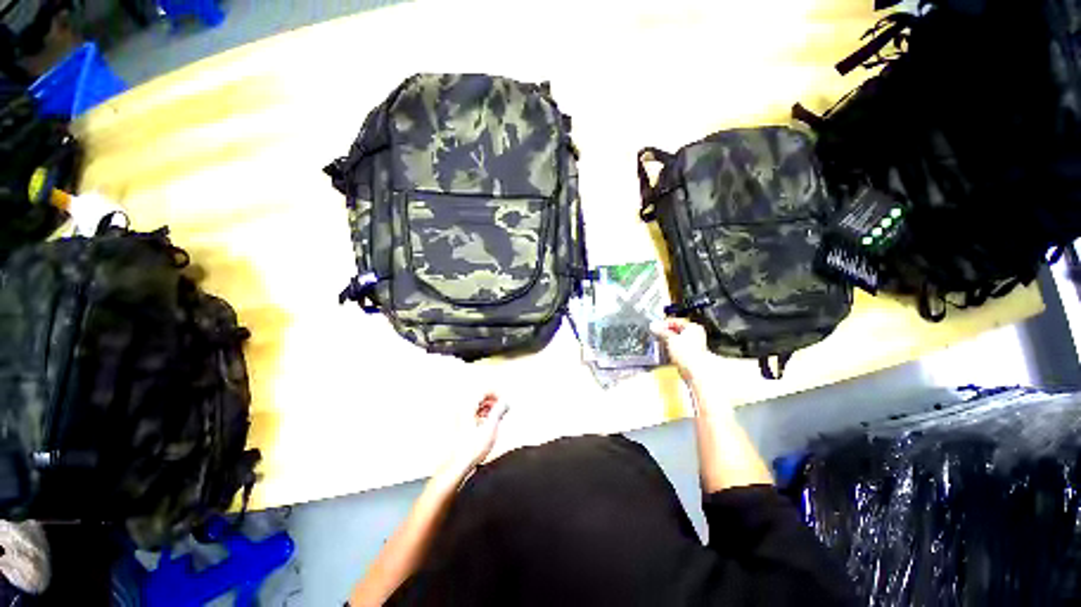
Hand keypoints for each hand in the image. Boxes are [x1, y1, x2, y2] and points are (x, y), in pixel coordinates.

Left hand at [446, 394, 508, 474]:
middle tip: (503, 408)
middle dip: (494, 400)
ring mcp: (459, 417)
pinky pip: (474, 413)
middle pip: (481, 396)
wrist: (457, 465)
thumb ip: (499, 411)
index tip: (505, 400)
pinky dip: (483, 414)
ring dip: (489, 408)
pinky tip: (488, 424)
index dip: (498, 393)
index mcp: (467, 405)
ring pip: (477, 405)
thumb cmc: (470, 449)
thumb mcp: (491, 427)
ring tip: (497, 417)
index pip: (485, 389)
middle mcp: (461, 408)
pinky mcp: (460, 425)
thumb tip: (505, 401)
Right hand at [651, 318, 710, 381]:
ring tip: (660, 342)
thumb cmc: (687, 352)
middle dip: (666, 332)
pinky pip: (679, 347)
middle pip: (677, 330)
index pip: (676, 321)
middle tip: (656, 333)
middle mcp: (696, 335)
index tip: (655, 326)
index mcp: (693, 327)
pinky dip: (672, 347)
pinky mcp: (690, 354)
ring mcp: (694, 345)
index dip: (664, 324)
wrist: (694, 369)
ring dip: (668, 340)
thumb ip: (661, 331)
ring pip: (677, 339)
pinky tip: (666, 349)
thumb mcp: (670, 338)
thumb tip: (654, 327)